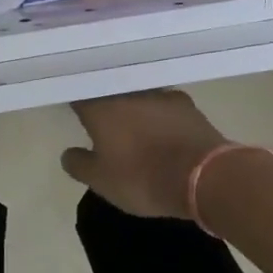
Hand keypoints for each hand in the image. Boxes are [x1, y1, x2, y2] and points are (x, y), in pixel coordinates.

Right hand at [61, 91, 231, 218]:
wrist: (204, 176)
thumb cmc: (142, 178)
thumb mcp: (101, 181)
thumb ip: (79, 164)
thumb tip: (68, 154)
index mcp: (101, 107)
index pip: (79, 94)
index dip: (75, 102)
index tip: (73, 111)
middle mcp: (128, 92)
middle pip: (110, 91)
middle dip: (105, 103)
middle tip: (102, 122)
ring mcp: (160, 94)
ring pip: (138, 96)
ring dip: (133, 108)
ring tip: (133, 127)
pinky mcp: (187, 104)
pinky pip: (163, 106)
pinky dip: (158, 115)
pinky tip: (160, 130)